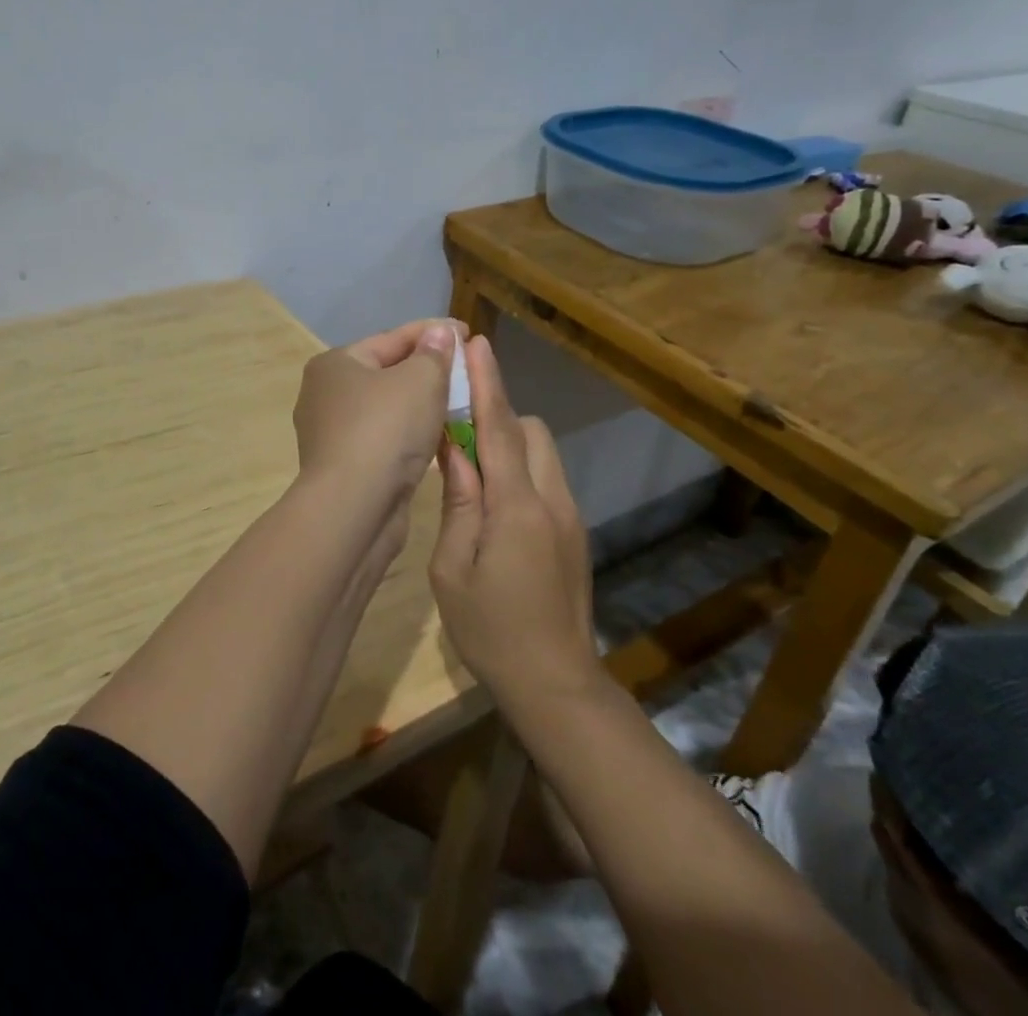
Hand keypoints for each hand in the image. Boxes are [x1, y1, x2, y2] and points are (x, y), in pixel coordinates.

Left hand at [292, 318, 458, 516]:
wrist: (353, 509)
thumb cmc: (385, 431)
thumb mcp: (420, 381)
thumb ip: (434, 354)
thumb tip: (440, 333)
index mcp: (335, 364)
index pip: (392, 338)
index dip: (433, 332)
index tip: (468, 331)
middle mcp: (326, 394)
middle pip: (387, 372)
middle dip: (427, 369)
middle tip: (465, 368)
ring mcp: (332, 434)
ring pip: (388, 409)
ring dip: (421, 404)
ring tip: (459, 401)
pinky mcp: (345, 467)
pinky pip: (385, 439)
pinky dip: (411, 433)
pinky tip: (437, 436)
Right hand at [429, 334, 598, 705]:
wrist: (556, 683)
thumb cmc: (491, 629)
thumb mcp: (452, 568)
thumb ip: (457, 501)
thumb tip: (452, 447)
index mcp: (517, 506)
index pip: (499, 427)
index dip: (487, 382)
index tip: (476, 344)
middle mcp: (552, 499)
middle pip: (529, 431)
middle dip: (497, 418)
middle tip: (457, 437)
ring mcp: (570, 515)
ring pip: (541, 453)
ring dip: (509, 446)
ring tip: (473, 475)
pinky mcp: (575, 532)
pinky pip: (546, 479)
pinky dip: (520, 472)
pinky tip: (495, 508)